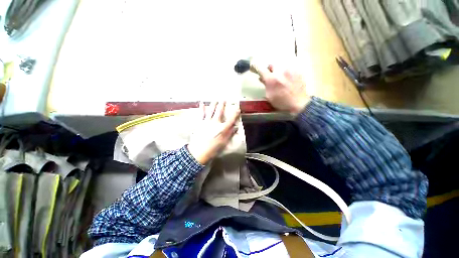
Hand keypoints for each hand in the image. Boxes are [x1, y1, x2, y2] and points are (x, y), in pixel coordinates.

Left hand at [187, 101, 239, 164]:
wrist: (199, 152)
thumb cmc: (212, 149)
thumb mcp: (223, 143)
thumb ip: (229, 134)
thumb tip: (235, 127)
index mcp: (223, 129)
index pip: (231, 119)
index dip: (235, 113)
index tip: (237, 108)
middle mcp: (215, 123)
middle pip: (220, 112)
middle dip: (222, 105)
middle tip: (224, 99)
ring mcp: (207, 122)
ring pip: (211, 110)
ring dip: (213, 104)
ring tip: (215, 100)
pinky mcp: (200, 123)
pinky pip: (201, 114)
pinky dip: (201, 108)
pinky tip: (201, 103)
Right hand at [258, 64, 310, 114]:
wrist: (301, 104)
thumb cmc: (283, 102)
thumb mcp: (270, 96)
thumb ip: (265, 85)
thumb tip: (262, 78)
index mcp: (271, 79)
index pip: (259, 67)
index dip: (255, 66)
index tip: (254, 67)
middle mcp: (280, 71)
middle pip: (271, 64)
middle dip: (270, 69)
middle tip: (272, 76)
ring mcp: (290, 70)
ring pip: (281, 65)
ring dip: (280, 71)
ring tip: (283, 78)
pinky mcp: (297, 71)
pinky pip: (290, 68)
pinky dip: (288, 72)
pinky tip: (290, 79)